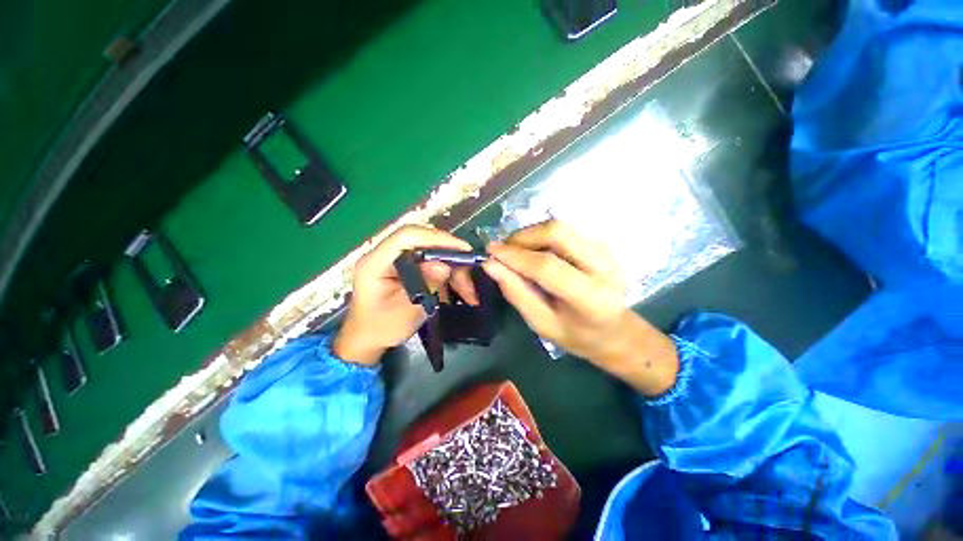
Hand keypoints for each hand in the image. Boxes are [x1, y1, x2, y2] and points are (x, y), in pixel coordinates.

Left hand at [333, 226, 477, 364]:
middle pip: (424, 241)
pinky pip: (433, 263)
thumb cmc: (381, 328)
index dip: (437, 238)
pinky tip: (460, 290)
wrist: (368, 338)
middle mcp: (386, 254)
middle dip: (451, 255)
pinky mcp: (407, 266)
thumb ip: (425, 286)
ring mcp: (397, 259)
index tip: (462, 249)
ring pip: (433, 253)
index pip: (407, 236)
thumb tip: (444, 265)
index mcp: (376, 262)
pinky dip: (449, 276)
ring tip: (469, 291)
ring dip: (454, 270)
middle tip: (471, 270)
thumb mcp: (406, 311)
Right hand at [482, 220, 678, 396]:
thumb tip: (491, 264)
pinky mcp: (601, 243)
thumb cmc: (577, 336)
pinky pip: (565, 231)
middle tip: (504, 250)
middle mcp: (604, 267)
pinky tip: (534, 252)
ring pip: (560, 227)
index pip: (547, 266)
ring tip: (516, 252)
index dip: (515, 256)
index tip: (490, 251)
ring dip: (531, 234)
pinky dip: (542, 236)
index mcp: (590, 298)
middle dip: (523, 236)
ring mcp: (605, 251)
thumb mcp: (542, 324)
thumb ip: (517, 293)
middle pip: (557, 232)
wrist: (616, 331)